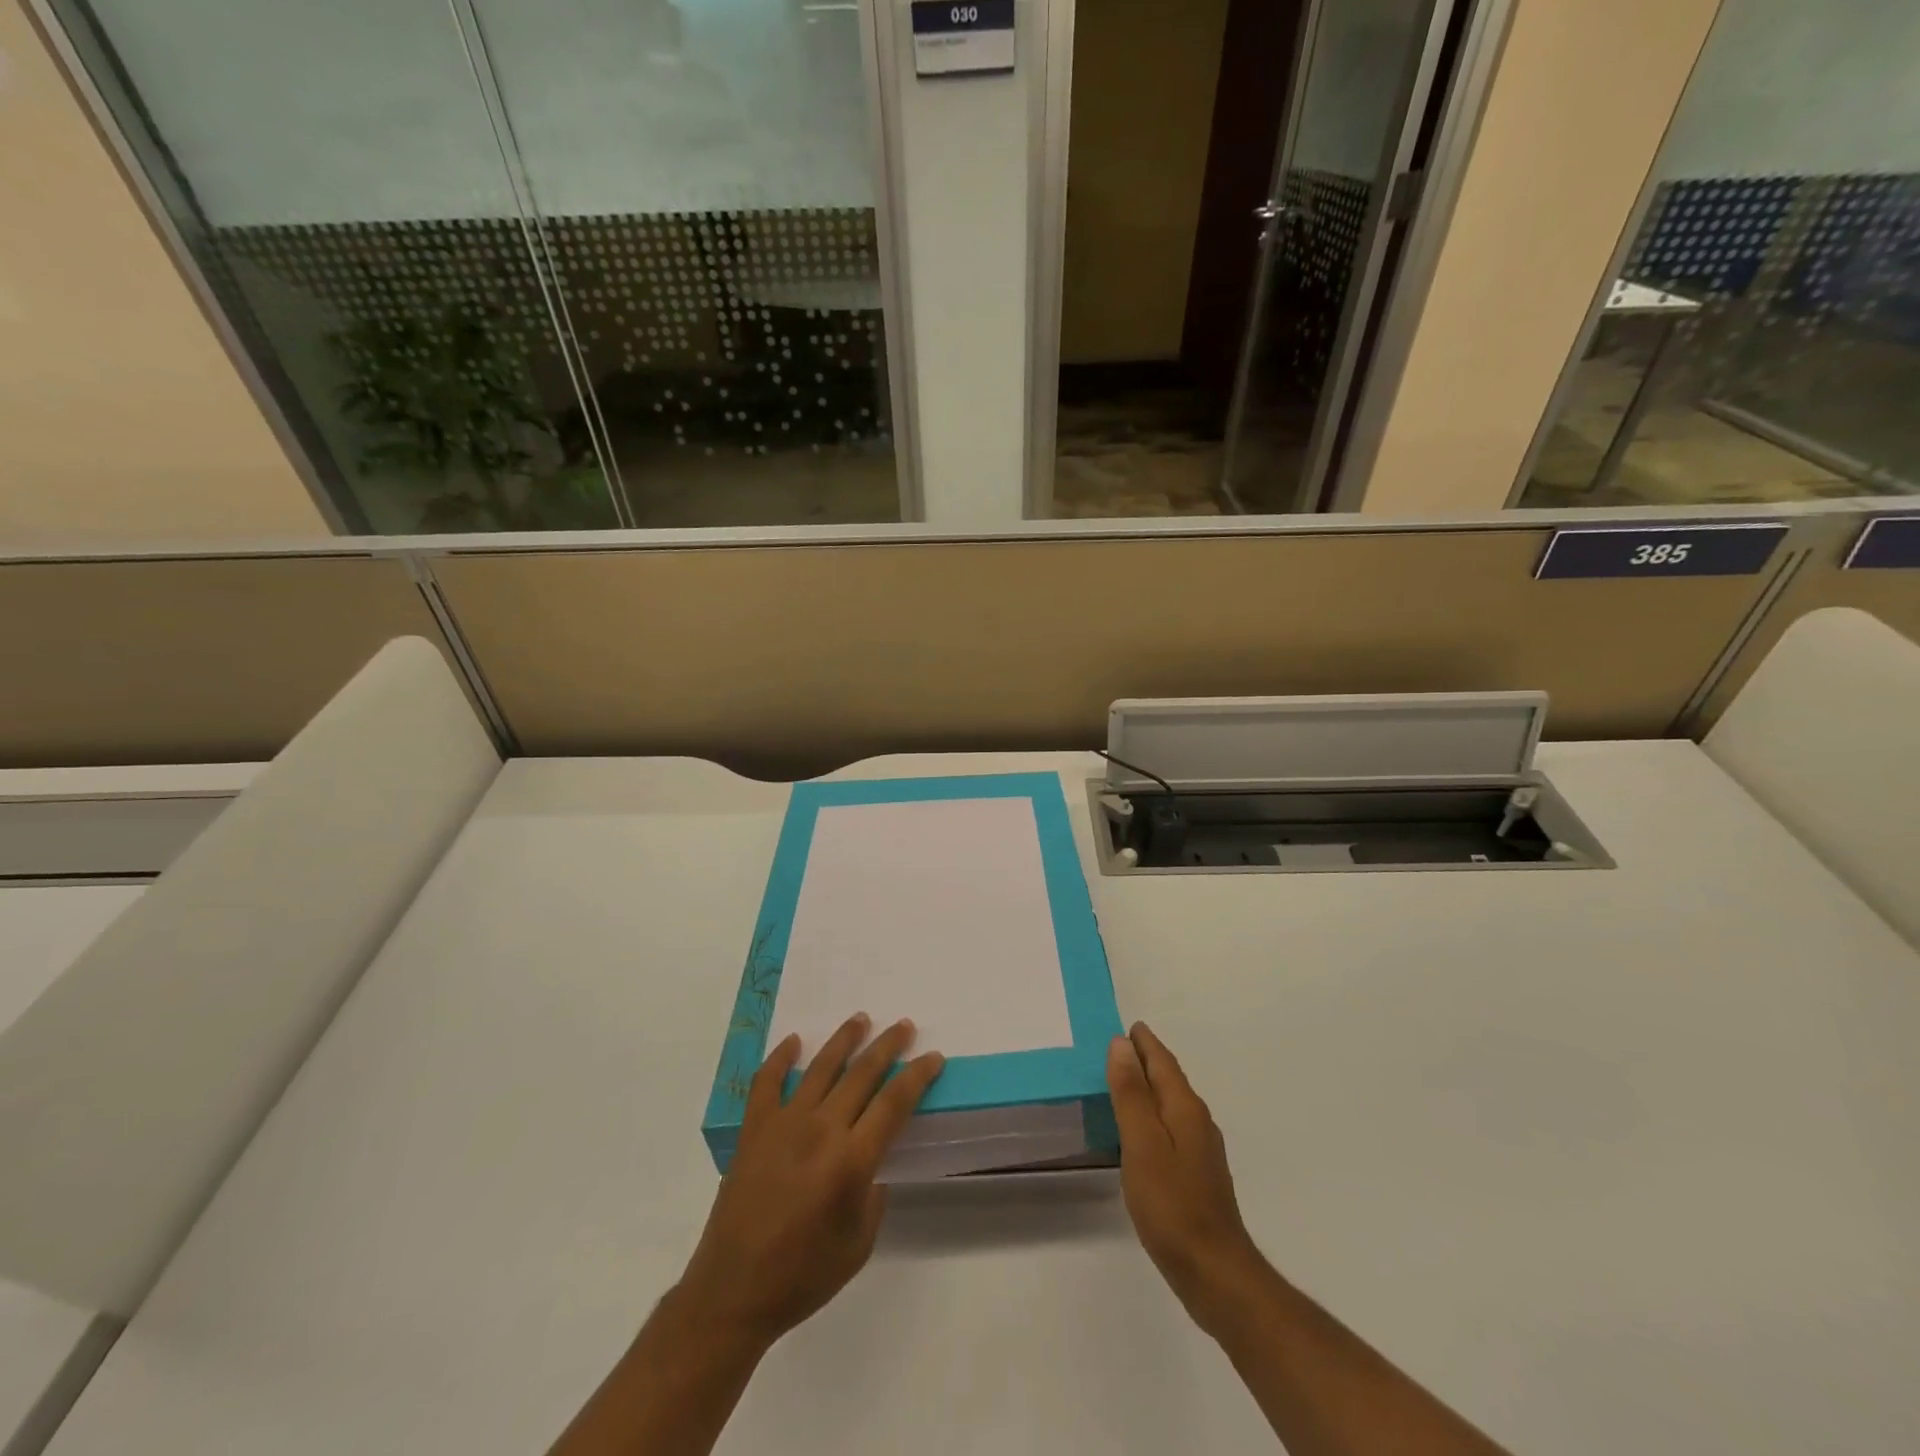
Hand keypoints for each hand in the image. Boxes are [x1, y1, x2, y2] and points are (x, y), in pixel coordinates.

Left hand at [676, 1014, 944, 1351]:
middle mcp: (821, 1130)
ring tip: (861, 1019)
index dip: (917, 1076)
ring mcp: (783, 1124)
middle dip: (887, 1046)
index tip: (932, 1057)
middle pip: (862, 1074)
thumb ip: (873, 1194)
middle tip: (903, 1026)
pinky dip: (781, 1057)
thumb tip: (871, 1161)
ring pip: (821, 1067)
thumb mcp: (859, 1244)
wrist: (732, 1292)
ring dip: (844, 1039)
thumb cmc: (802, 1276)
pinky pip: (767, 1081)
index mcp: (851, 1160)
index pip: (894, 1103)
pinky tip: (793, 1041)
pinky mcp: (754, 1129)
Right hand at [1107, 1021, 1262, 1336]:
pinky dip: (1153, 1116)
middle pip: (1169, 1080)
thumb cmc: (1172, 1204)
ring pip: (1171, 1105)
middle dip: (1146, 1060)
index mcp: (1184, 1109)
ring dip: (1149, 1088)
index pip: (1162, 1062)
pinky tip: (1140, 1132)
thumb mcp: (1142, 1144)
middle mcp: (1198, 1123)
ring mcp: (1201, 1152)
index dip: (1144, 1043)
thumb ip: (1131, 1094)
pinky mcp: (1198, 1177)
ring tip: (1123, 1083)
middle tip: (1117, 1047)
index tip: (1126, 1025)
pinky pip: (1171, 1128)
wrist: (1215, 1273)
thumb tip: (1121, 1044)